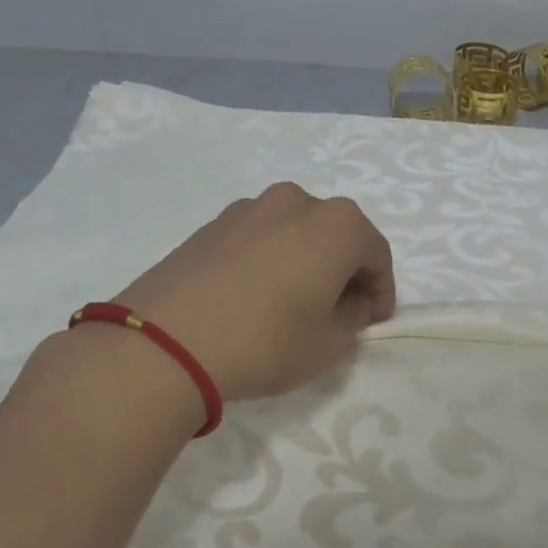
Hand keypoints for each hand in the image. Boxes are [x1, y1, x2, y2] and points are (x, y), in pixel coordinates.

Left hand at [108, 183, 395, 401]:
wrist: (165, 343)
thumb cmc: (266, 342)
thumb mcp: (329, 344)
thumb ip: (353, 318)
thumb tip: (350, 302)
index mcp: (337, 224)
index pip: (377, 254)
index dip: (382, 290)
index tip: (374, 320)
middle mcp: (296, 202)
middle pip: (337, 235)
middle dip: (345, 270)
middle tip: (338, 311)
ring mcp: (248, 208)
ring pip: (295, 232)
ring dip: (306, 261)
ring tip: (294, 302)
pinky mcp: (211, 224)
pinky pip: (259, 238)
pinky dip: (270, 260)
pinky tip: (255, 296)